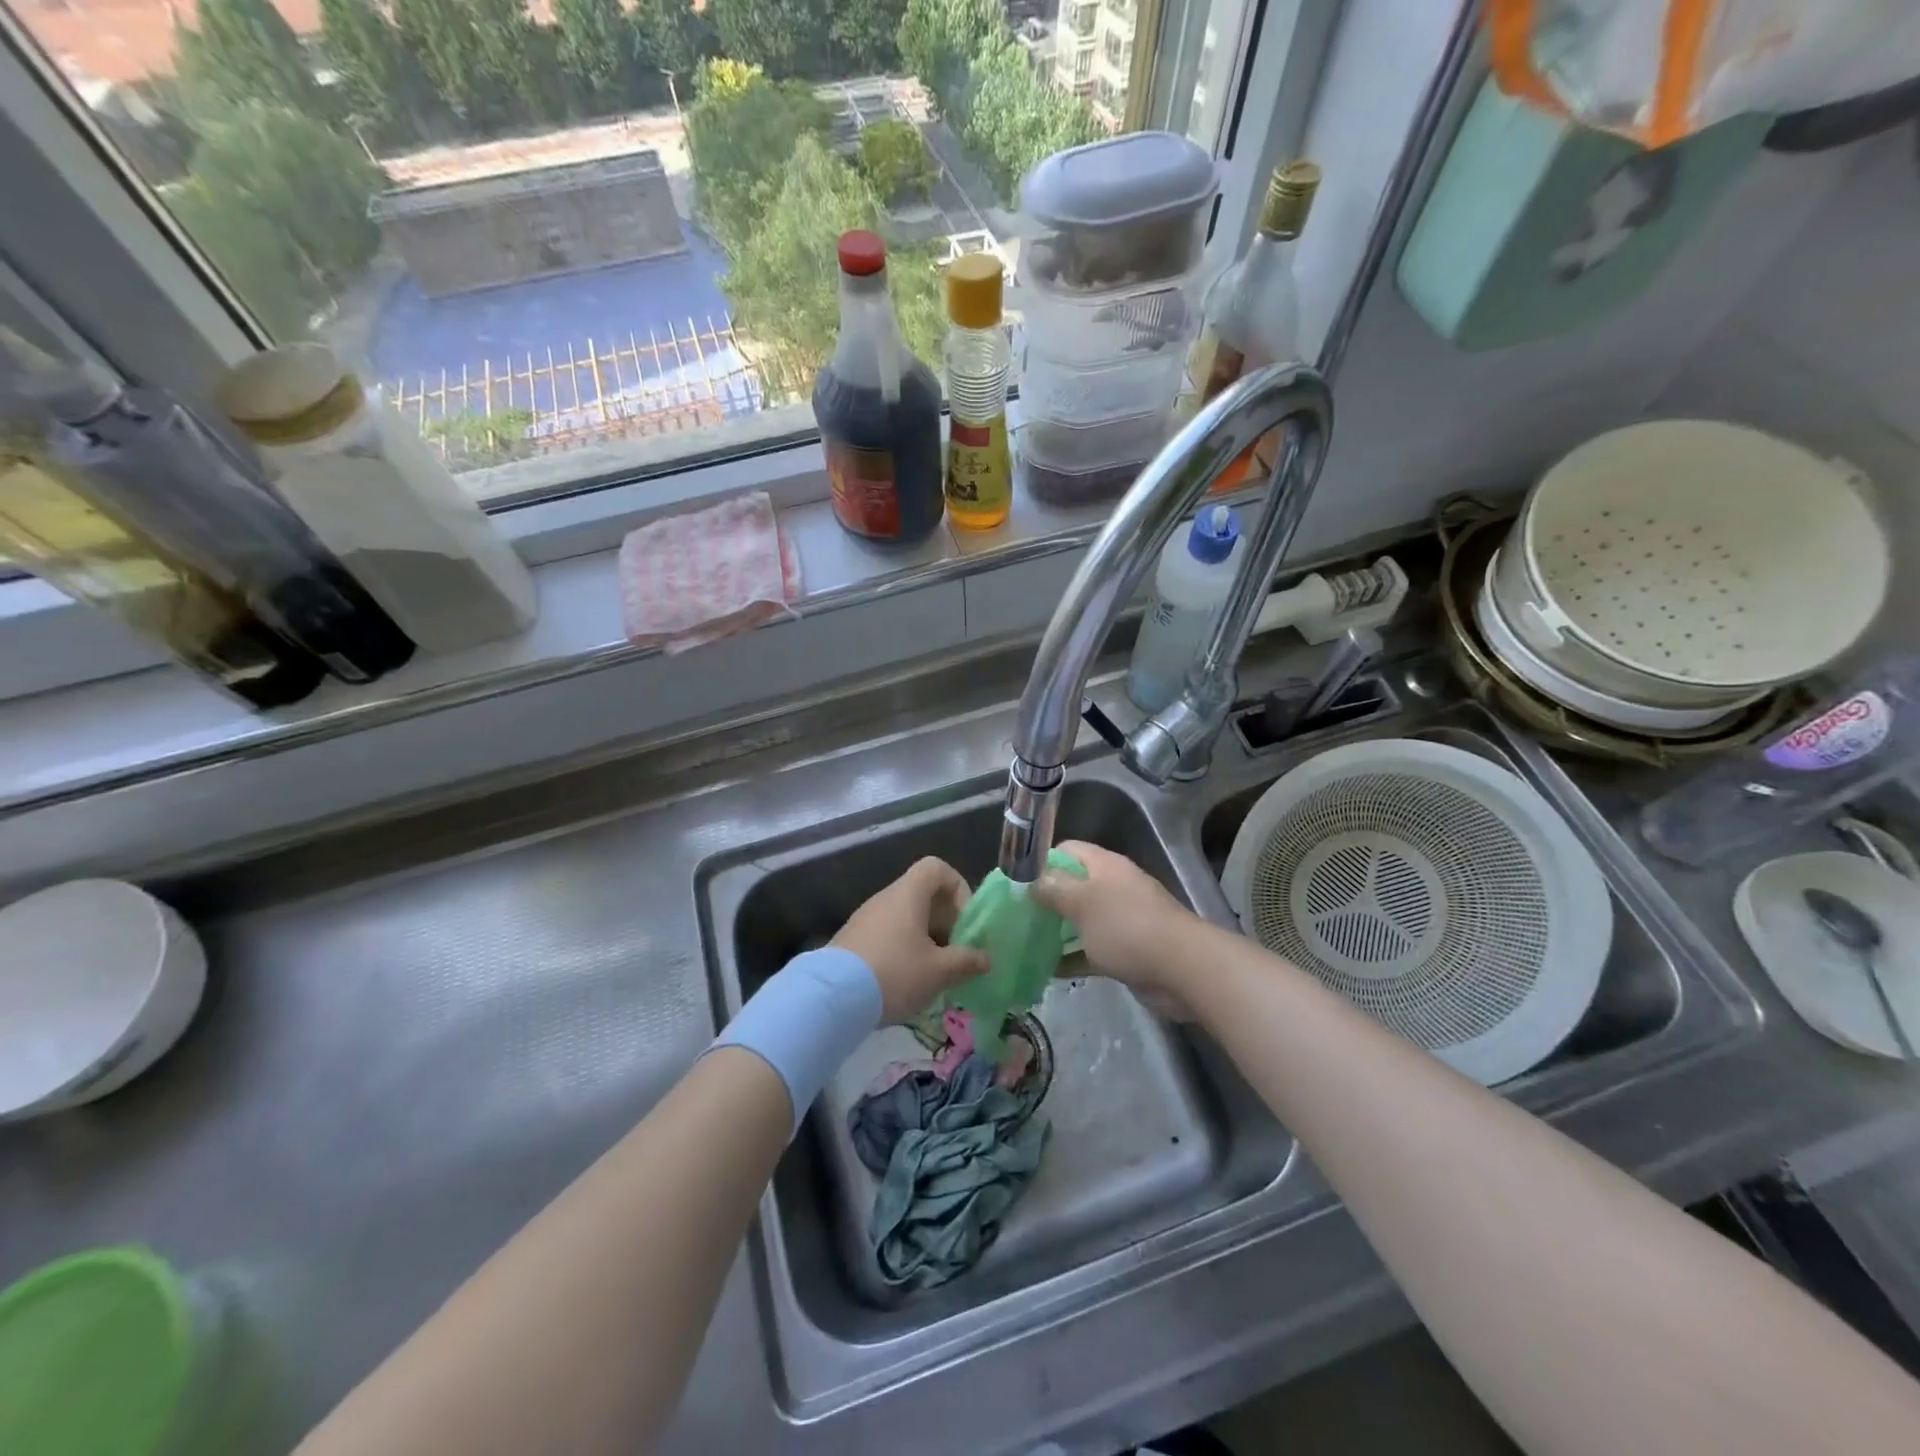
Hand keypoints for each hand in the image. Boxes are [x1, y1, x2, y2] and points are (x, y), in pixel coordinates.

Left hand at [833, 857, 989, 1023]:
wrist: (831, 998)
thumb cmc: (894, 974)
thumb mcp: (938, 971)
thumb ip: (966, 962)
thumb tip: (986, 958)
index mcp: (907, 895)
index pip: (936, 868)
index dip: (958, 888)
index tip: (964, 921)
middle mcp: (885, 898)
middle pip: (923, 895)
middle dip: (945, 921)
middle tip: (955, 953)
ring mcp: (865, 919)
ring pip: (905, 917)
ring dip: (925, 939)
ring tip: (934, 972)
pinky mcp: (852, 940)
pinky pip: (887, 934)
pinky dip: (903, 949)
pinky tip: (906, 981)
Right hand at [1034, 841, 1201, 1015]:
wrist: (1182, 969)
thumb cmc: (1127, 927)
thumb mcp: (1082, 902)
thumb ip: (1053, 889)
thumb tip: (1031, 881)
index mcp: (1105, 866)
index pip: (1067, 850)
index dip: (1042, 862)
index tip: (1017, 883)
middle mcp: (1113, 888)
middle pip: (1073, 886)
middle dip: (1045, 900)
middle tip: (1015, 917)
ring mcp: (1121, 920)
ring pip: (1081, 920)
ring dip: (1056, 931)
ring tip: (1024, 943)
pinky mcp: (1126, 951)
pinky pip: (1091, 950)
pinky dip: (1072, 957)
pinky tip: (1046, 970)